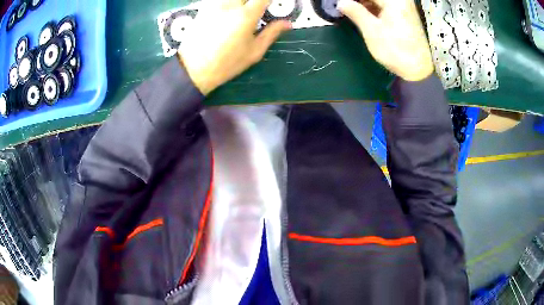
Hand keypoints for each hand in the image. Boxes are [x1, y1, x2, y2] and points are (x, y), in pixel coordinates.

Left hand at [178, 0, 291, 94]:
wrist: (193, 69)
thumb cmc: (227, 63)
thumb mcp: (254, 52)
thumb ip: (271, 33)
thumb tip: (288, 23)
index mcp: (246, 15)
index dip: (269, 0)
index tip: (271, 4)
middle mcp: (230, 5)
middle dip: (254, 1)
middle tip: (256, 9)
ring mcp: (214, 5)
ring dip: (240, 2)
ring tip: (243, 10)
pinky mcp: (203, 8)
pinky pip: (218, 0)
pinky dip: (227, 3)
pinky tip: (228, 12)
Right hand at [337, 0, 433, 81]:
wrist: (419, 70)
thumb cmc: (395, 50)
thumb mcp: (372, 30)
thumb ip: (355, 12)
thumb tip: (340, 2)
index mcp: (393, 0)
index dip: (352, 0)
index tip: (340, 5)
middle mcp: (400, 0)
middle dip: (358, 2)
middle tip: (344, 8)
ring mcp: (404, 6)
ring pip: (379, 1)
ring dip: (364, 4)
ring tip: (350, 11)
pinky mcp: (405, 14)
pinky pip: (385, 5)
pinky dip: (373, 8)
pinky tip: (363, 13)